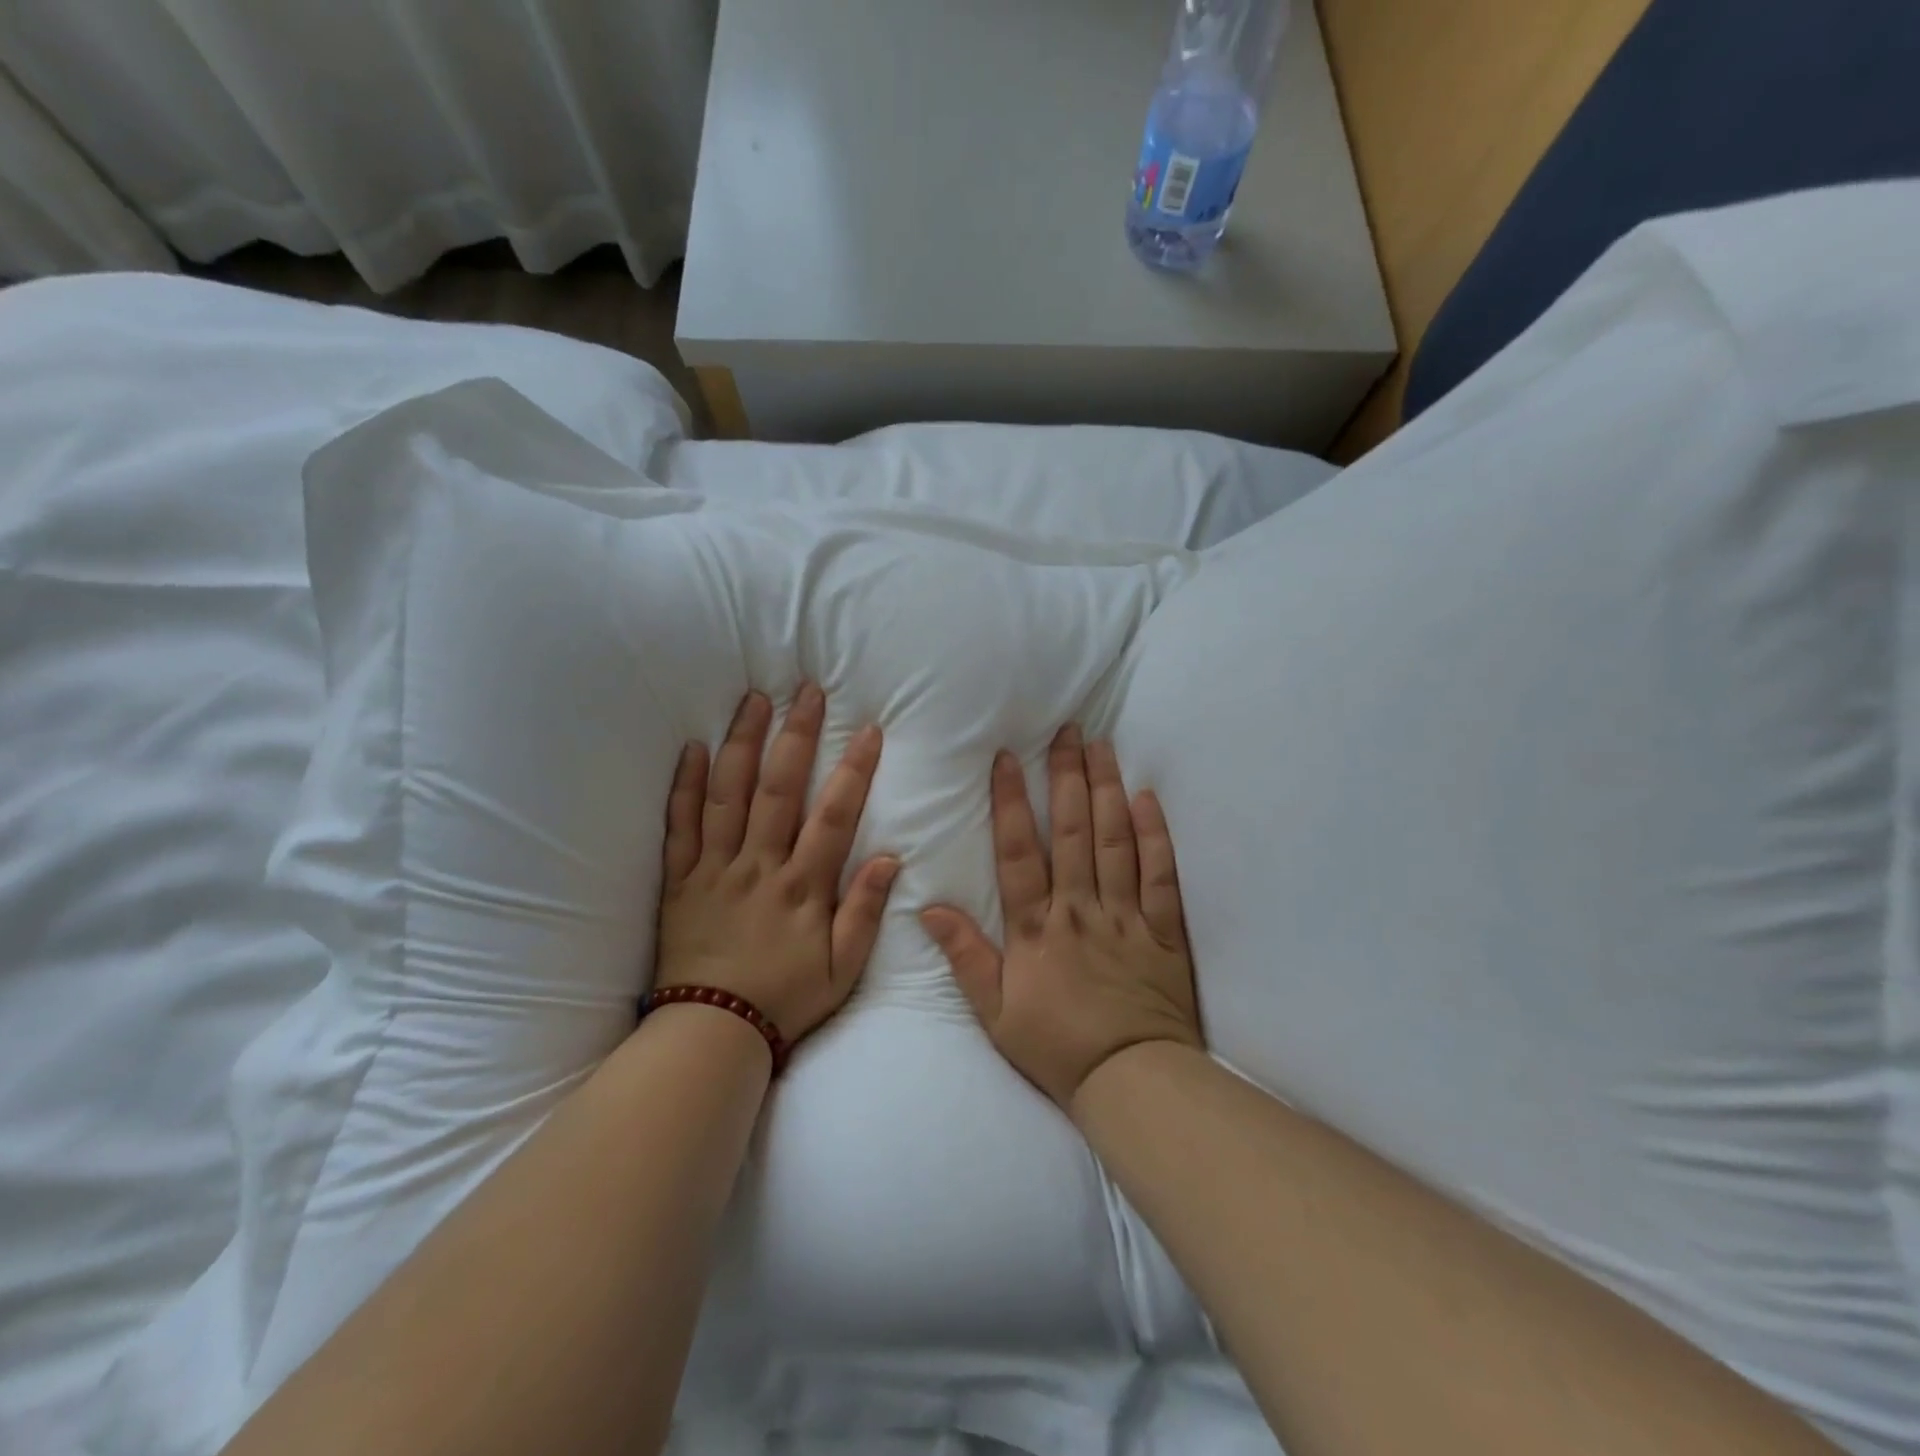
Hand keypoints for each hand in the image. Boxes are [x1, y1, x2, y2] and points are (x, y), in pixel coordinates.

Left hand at [655, 684, 897, 1045]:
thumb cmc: (785, 999)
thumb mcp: (844, 969)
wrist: (712, 1034)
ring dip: (742, 743)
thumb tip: (890, 858)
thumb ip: (865, 911)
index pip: (834, 815)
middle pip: (778, 789)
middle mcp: (758, 866)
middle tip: (807, 692)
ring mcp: (714, 869)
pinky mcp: (679, 881)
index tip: (869, 731)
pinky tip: (693, 749)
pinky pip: (680, 826)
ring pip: (728, 795)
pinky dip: (686, 786)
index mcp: (802, 887)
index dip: (854, 770)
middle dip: (796, 735)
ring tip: (754, 700)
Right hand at [920, 726, 1201, 1111]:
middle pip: (1071, 832)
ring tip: (1103, 748)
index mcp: (1036, 929)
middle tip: (1068, 731)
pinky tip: (1147, 799)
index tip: (1008, 759)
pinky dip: (1155, 835)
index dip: (1010, 802)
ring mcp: (1125, 916)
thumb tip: (928, 907)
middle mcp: (1080, 910)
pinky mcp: (1162, 930)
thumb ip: (965, 956)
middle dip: (1067, 777)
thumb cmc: (1056, 1047)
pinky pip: (1160, 875)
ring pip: (1114, 841)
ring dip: (1107, 791)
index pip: (1018, 853)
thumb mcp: (995, 1012)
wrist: (1130, 1081)